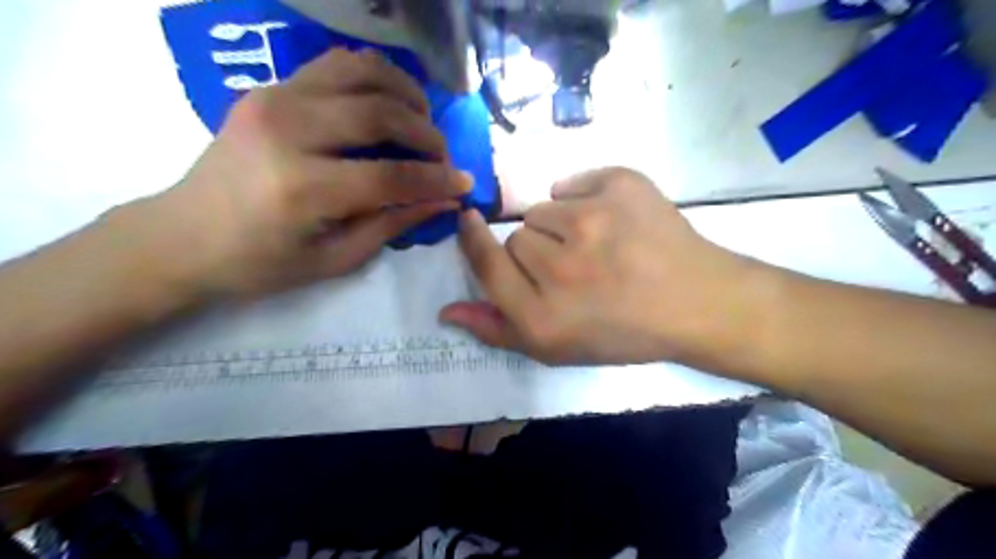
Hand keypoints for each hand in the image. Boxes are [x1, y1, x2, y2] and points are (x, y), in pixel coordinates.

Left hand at [135, 48, 471, 301]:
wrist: (182, 236)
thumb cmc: (259, 263)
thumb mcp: (333, 259)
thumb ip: (392, 225)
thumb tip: (443, 201)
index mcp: (302, 189)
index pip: (391, 176)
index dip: (436, 180)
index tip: (464, 183)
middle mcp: (287, 132)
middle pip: (380, 114)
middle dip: (426, 135)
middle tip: (442, 156)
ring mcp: (274, 100)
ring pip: (361, 72)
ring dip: (404, 92)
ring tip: (422, 119)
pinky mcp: (269, 89)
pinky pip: (334, 65)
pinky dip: (372, 75)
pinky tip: (388, 99)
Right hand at [440, 166, 759, 366]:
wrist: (696, 302)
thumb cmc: (624, 332)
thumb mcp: (557, 349)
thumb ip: (497, 330)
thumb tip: (446, 311)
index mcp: (542, 315)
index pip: (486, 264)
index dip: (473, 240)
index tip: (469, 222)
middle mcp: (561, 268)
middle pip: (516, 237)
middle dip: (536, 250)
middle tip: (572, 266)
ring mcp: (593, 221)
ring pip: (543, 209)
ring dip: (560, 225)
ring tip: (596, 245)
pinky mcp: (621, 186)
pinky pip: (573, 183)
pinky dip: (584, 197)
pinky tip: (610, 220)